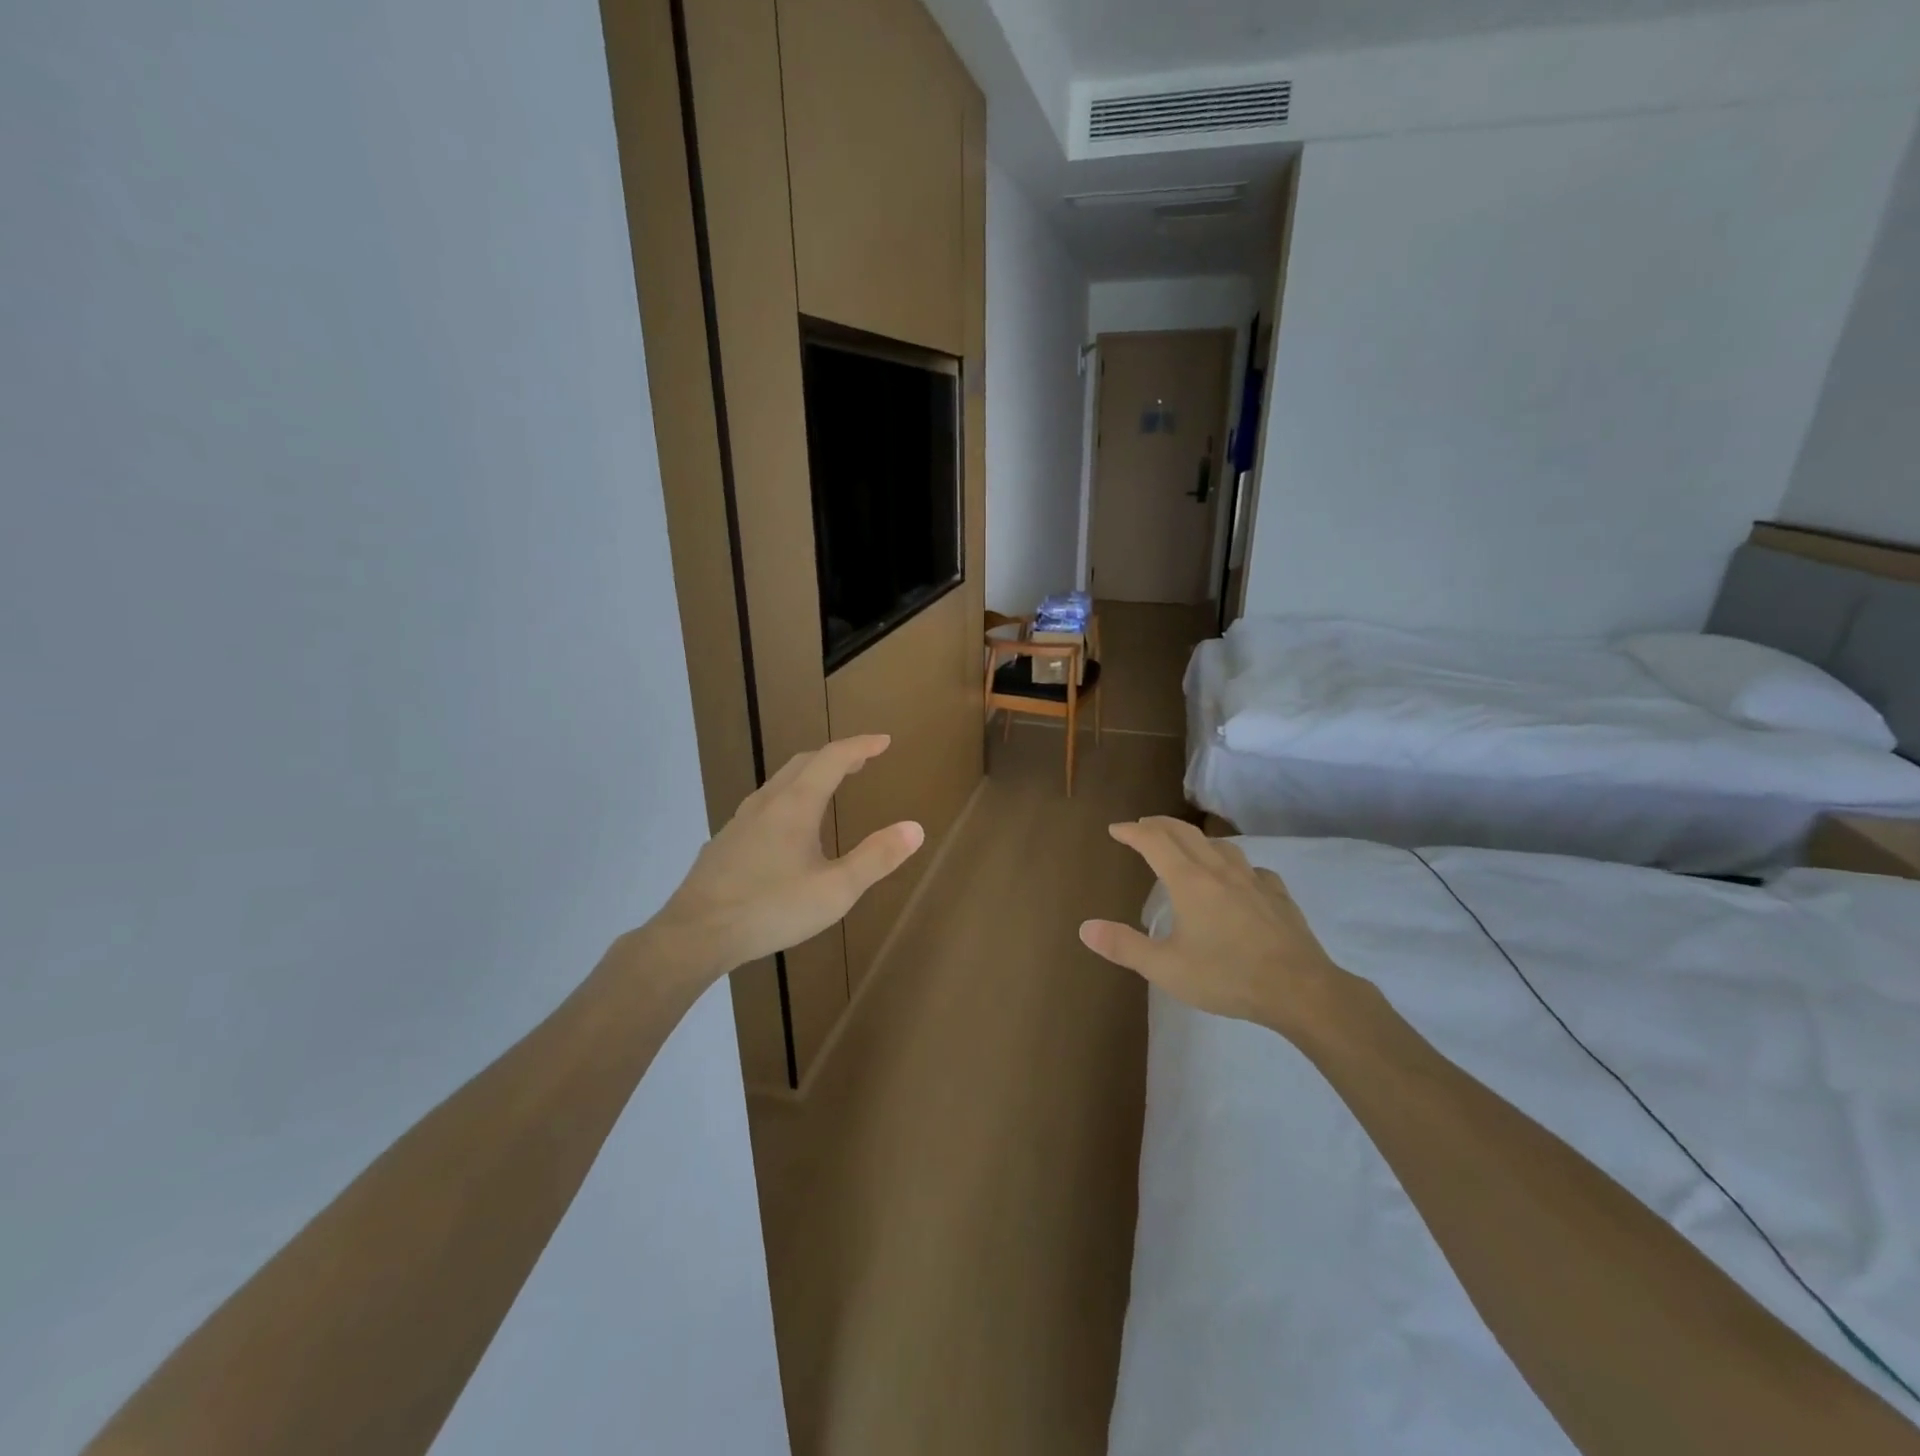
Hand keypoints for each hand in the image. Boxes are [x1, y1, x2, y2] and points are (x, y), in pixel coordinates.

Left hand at [648, 735, 923, 980]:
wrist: (695, 934)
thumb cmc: (771, 909)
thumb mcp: (835, 890)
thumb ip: (876, 858)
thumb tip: (915, 828)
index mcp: (795, 806)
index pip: (832, 758)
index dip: (860, 746)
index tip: (884, 741)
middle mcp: (766, 803)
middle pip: (803, 764)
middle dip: (836, 757)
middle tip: (861, 762)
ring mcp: (740, 822)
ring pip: (779, 783)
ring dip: (809, 775)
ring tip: (828, 788)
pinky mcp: (725, 843)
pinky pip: (763, 805)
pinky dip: (788, 798)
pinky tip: (786, 829)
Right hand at [1079, 817, 1347, 1035]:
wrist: (1300, 989)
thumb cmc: (1227, 976)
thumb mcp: (1166, 968)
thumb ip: (1124, 946)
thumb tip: (1085, 928)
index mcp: (1189, 881)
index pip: (1154, 842)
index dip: (1132, 832)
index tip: (1116, 829)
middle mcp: (1219, 871)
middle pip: (1186, 834)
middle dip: (1160, 825)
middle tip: (1143, 826)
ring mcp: (1253, 881)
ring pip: (1221, 845)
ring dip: (1196, 838)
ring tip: (1187, 846)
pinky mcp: (1278, 896)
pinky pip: (1251, 869)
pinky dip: (1235, 865)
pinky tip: (1239, 879)